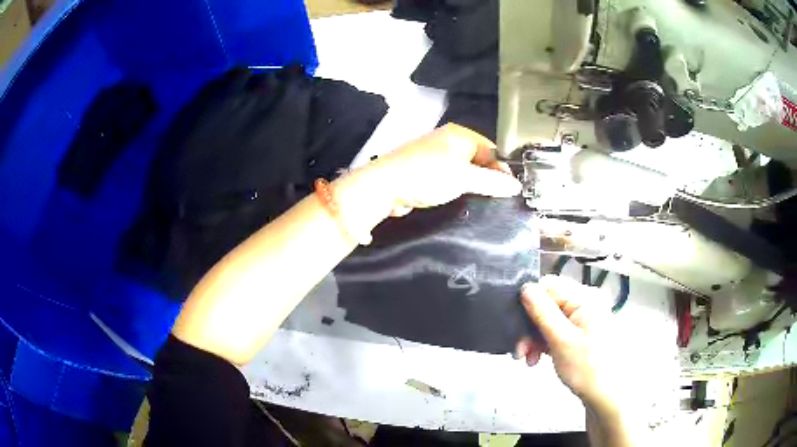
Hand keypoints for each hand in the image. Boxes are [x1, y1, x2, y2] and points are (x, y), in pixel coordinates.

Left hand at [366, 123, 521, 216]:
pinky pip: (449, 180)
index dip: (501, 168)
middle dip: (488, 178)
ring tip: (482, 202)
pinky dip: (457, 190)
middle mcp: (448, 142)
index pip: (491, 148)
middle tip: (498, 199)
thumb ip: (492, 181)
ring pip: (464, 172)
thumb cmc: (427, 176)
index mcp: (459, 135)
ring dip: (472, 186)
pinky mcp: (425, 173)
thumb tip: (516, 186)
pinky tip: (461, 202)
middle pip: (478, 160)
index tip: (509, 190)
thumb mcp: (465, 177)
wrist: (384, 187)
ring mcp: (435, 157)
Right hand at [516, 275, 624, 410]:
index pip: (549, 286)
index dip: (529, 303)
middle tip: (519, 350)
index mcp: (586, 297)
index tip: (516, 326)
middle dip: (530, 326)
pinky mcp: (581, 331)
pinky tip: (537, 358)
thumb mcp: (561, 340)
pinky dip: (545, 342)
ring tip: (527, 358)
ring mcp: (585, 317)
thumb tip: (525, 287)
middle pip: (548, 303)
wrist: (606, 395)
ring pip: (550, 318)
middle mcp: (586, 301)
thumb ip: (542, 312)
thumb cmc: (587, 368)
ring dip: (534, 337)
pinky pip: (557, 329)